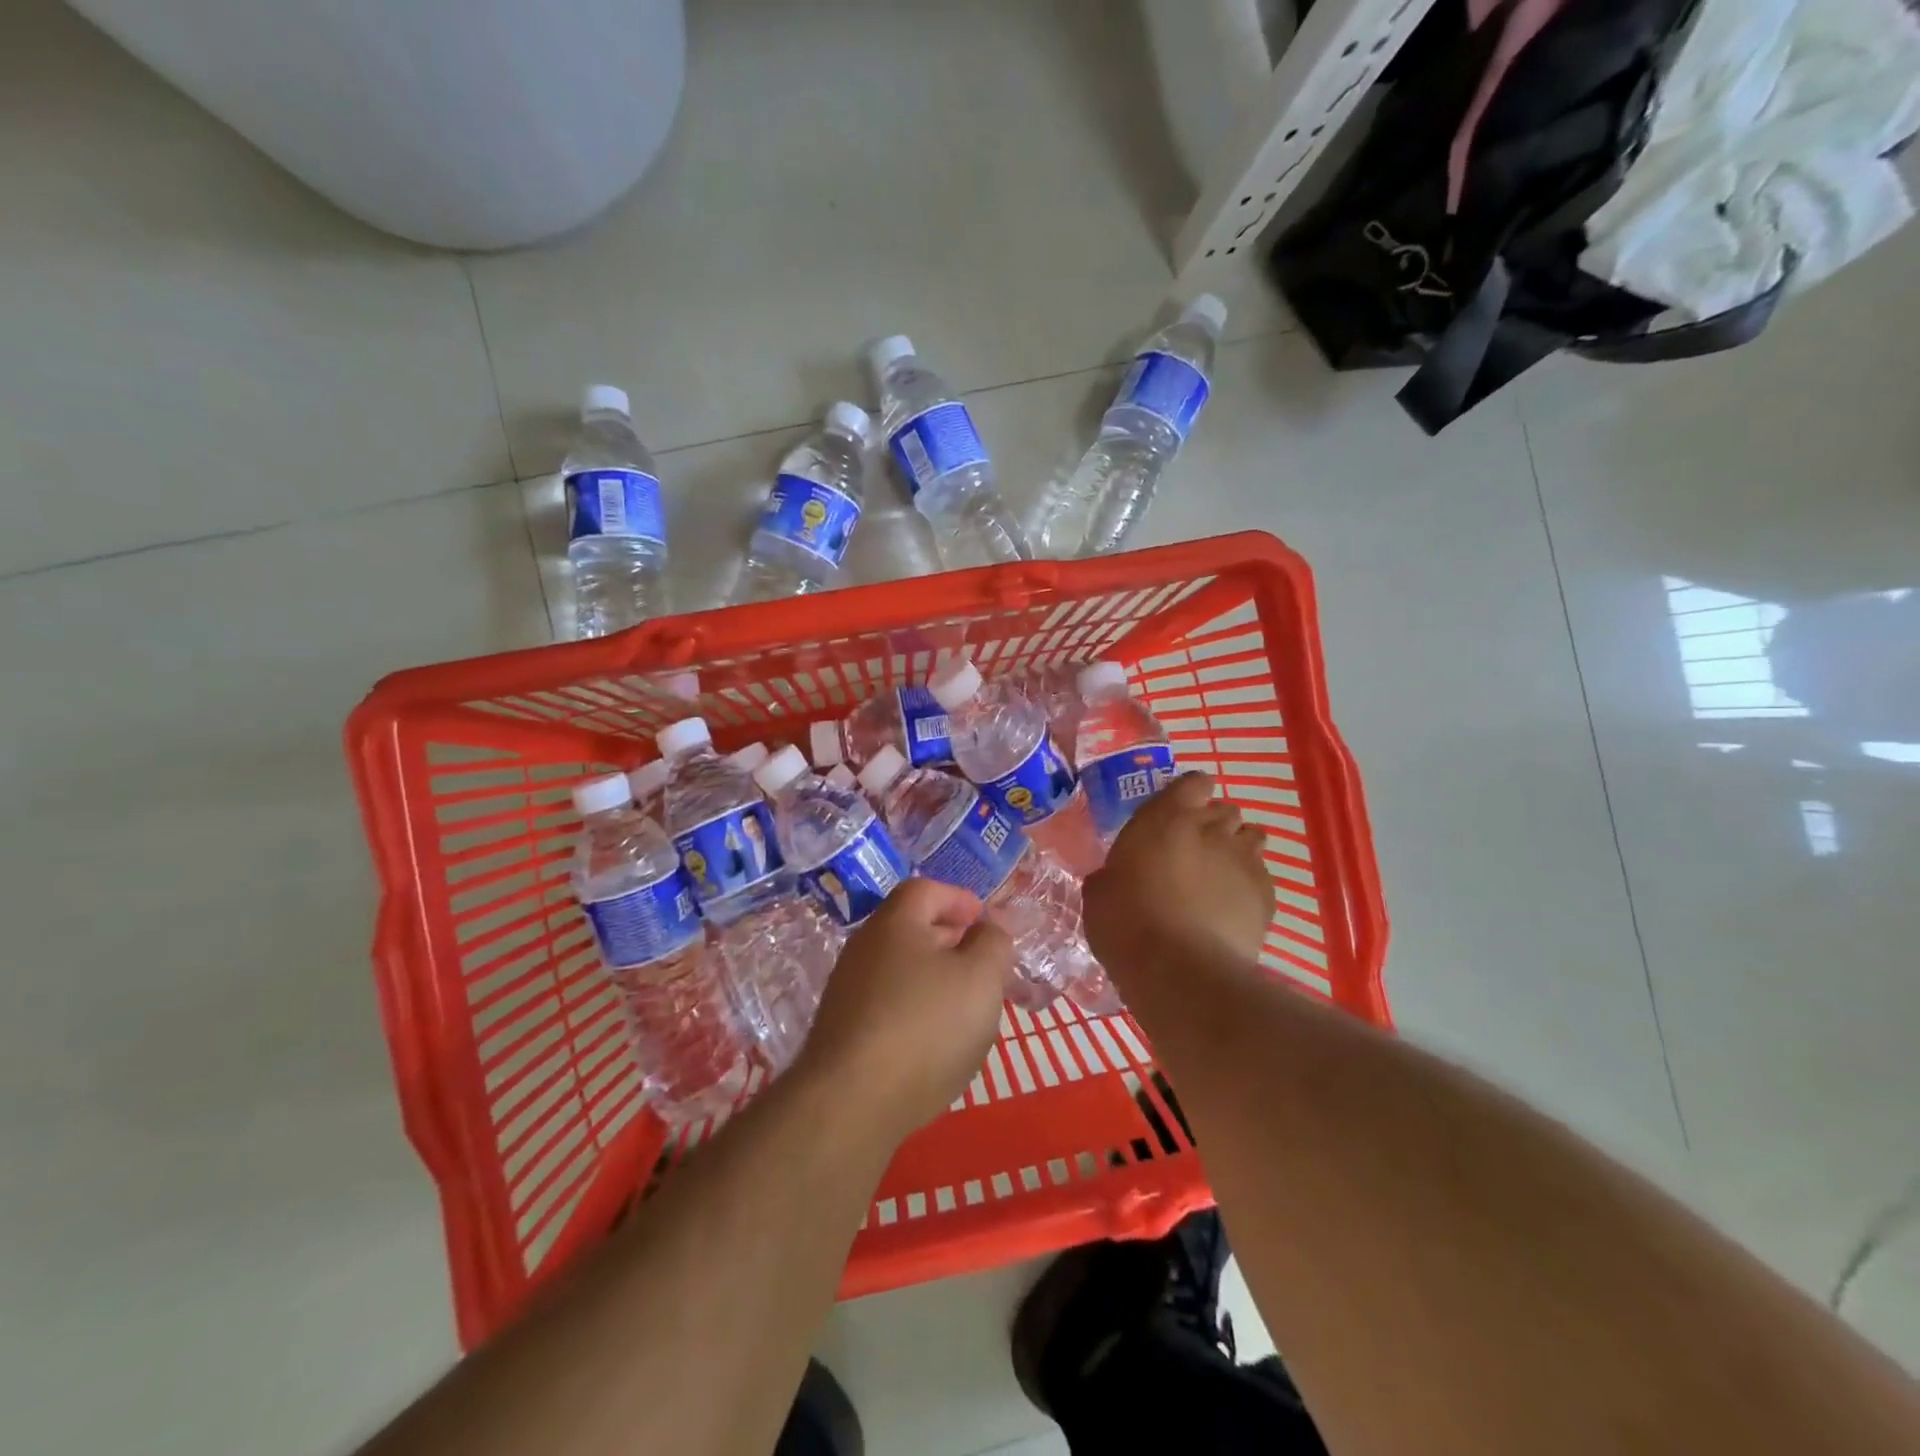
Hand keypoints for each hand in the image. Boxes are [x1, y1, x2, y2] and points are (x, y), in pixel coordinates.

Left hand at [798, 879, 1010, 1140]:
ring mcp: (848, 992)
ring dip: (936, 980)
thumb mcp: (980, 978)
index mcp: (895, 923)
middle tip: (984, 967)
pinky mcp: (843, 1033)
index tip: (985, 922)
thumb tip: (990, 926)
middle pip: (912, 930)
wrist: (850, 1104)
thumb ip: (993, 943)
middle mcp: (864, 948)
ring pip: (901, 971)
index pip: (926, 890)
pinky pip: (888, 1006)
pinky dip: (916, 1011)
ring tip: (967, 1009)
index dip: (959, 899)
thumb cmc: (926, 1026)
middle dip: (952, 942)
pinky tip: (935, 1044)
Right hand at [1083, 771, 1272, 973]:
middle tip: (1194, 853)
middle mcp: (1211, 828)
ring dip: (1237, 851)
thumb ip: (1114, 872)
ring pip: (1251, 839)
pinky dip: (1249, 887)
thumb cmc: (1126, 924)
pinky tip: (1232, 910)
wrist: (1179, 971)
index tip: (1178, 813)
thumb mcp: (1100, 892)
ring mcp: (1244, 860)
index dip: (1190, 795)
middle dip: (1214, 826)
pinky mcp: (1267, 895)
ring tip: (1219, 879)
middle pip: (1226, 811)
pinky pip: (1262, 877)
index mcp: (1166, 817)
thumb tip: (1116, 877)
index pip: (1194, 782)